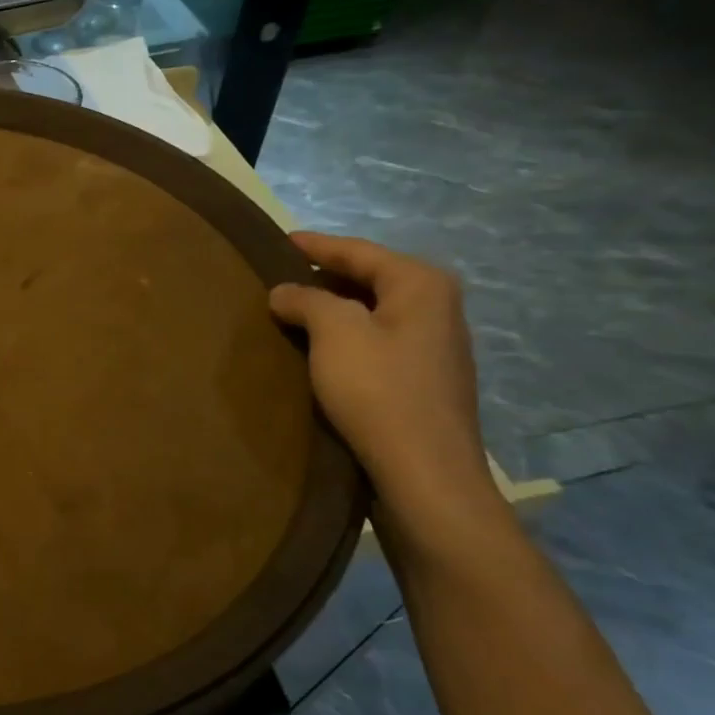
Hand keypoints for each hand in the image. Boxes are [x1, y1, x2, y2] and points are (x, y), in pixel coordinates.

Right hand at [269, 233, 498, 532]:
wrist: (424, 472)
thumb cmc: (379, 391)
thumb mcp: (334, 332)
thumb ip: (307, 300)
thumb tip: (285, 292)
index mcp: (421, 284)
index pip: (358, 251)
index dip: (316, 246)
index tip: (278, 241)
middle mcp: (436, 307)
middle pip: (369, 279)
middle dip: (324, 277)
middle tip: (278, 278)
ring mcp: (434, 346)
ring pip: (371, 312)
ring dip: (332, 310)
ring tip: (291, 312)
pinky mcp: (423, 380)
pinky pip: (376, 341)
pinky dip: (345, 337)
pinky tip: (318, 350)